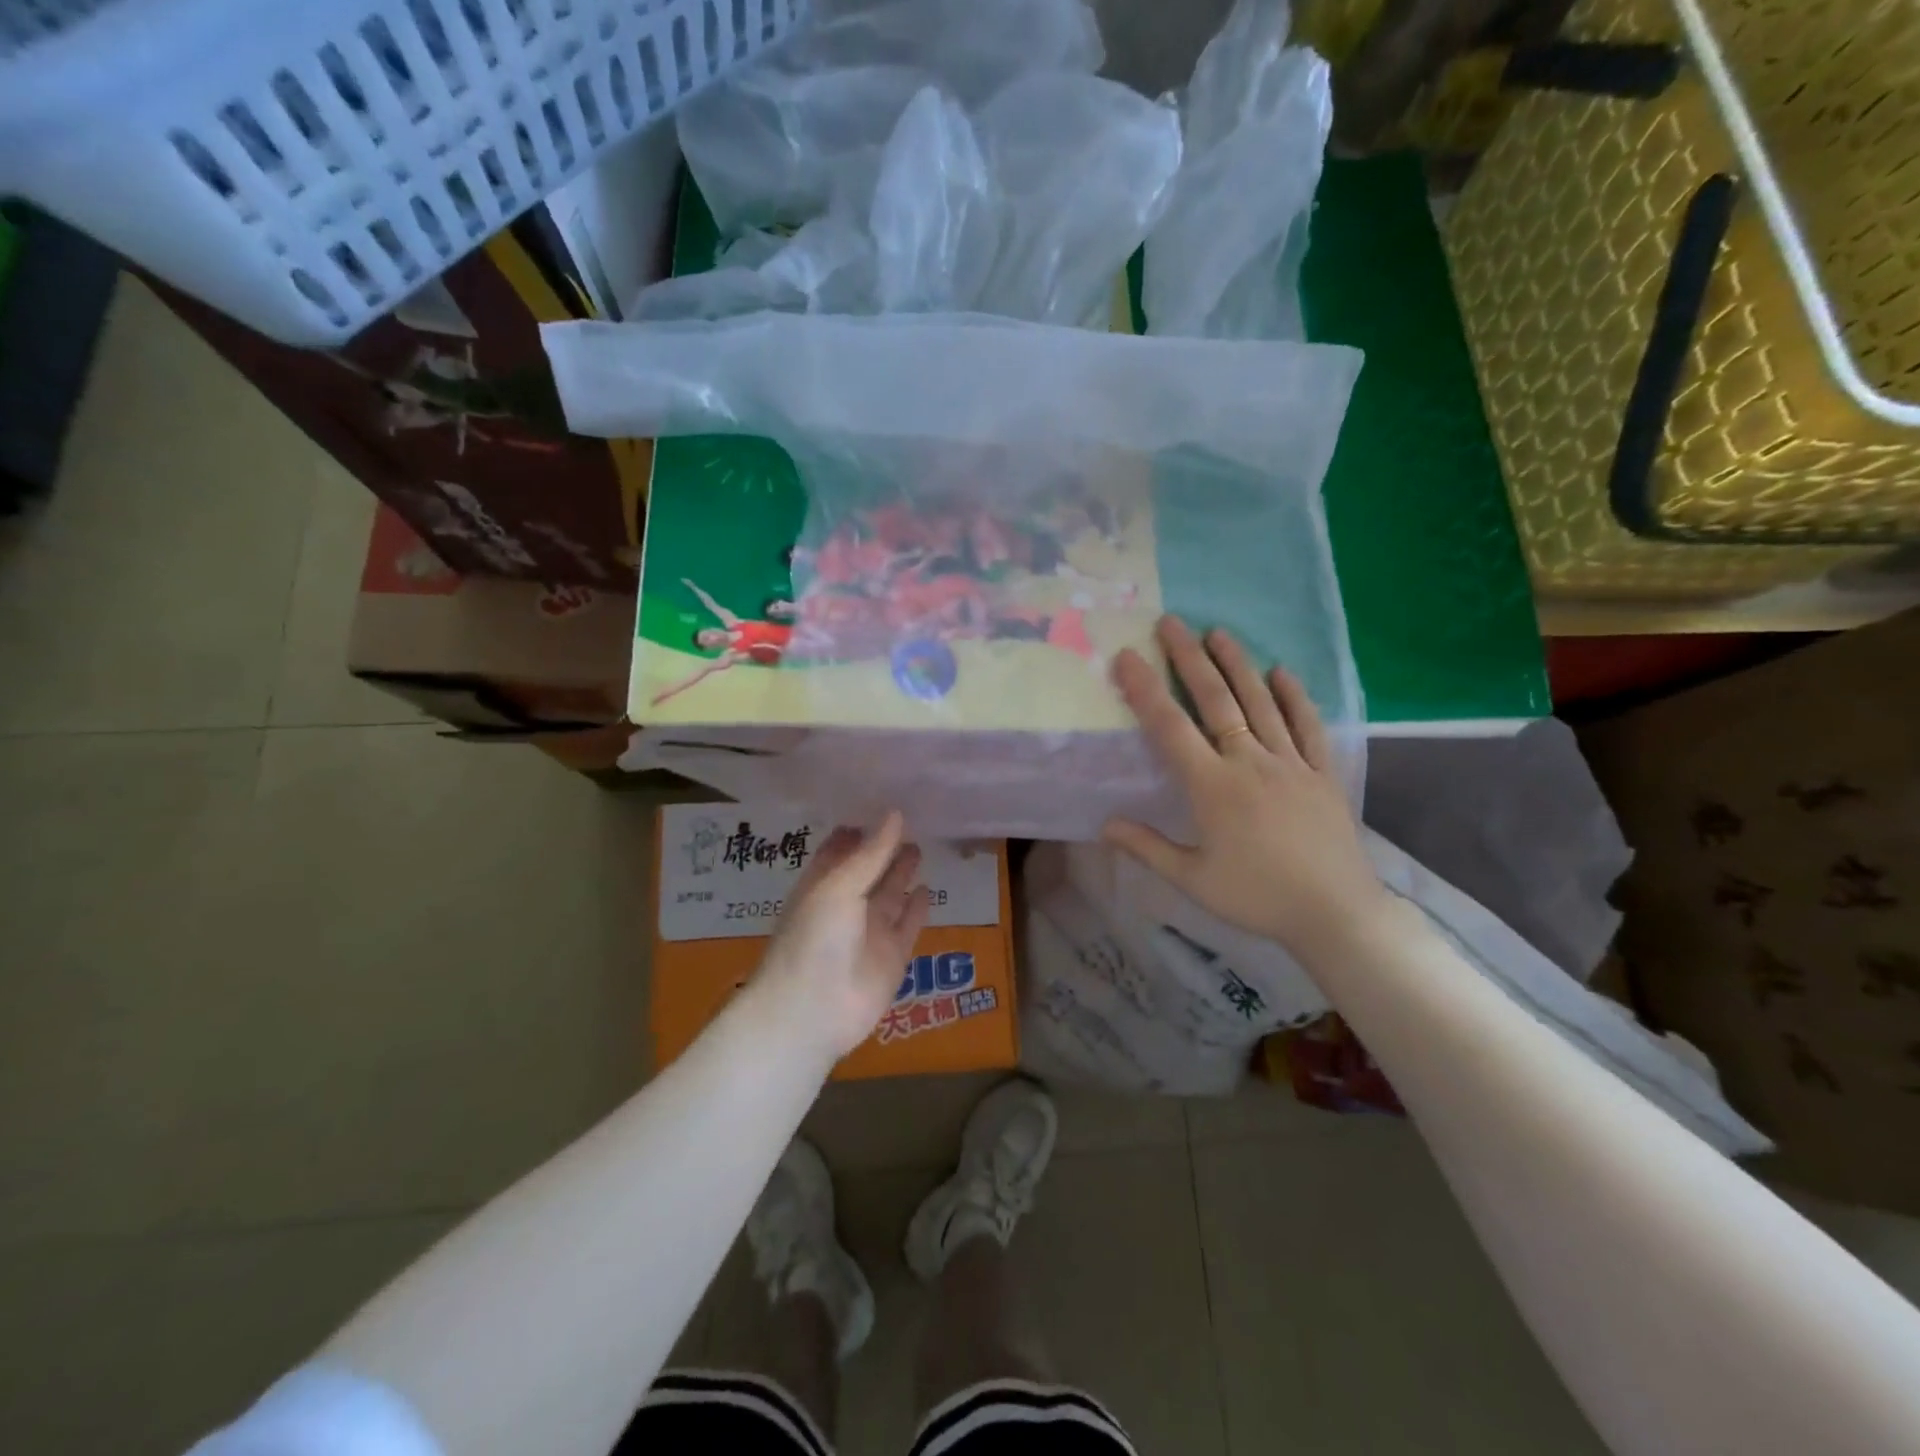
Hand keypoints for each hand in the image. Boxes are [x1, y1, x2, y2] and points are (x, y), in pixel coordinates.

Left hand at [752, 812, 930, 1059]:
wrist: (814, 1011)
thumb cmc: (816, 938)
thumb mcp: (840, 886)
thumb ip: (871, 853)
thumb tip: (896, 813)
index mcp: (821, 886)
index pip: (840, 851)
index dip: (859, 830)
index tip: (881, 804)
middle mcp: (845, 906)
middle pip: (869, 870)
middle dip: (884, 848)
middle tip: (910, 819)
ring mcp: (869, 932)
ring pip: (890, 895)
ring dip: (902, 873)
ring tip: (920, 846)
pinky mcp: (892, 956)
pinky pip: (908, 926)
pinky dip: (917, 908)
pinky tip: (928, 889)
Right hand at [1104, 616, 1385, 962]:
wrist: (1335, 914)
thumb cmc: (1256, 897)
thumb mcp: (1192, 880)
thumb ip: (1147, 847)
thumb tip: (1104, 824)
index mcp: (1212, 787)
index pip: (1170, 728)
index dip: (1145, 690)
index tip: (1127, 657)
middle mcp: (1250, 762)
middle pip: (1216, 700)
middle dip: (1189, 658)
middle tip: (1171, 623)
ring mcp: (1291, 763)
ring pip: (1260, 702)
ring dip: (1237, 664)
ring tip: (1218, 632)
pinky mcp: (1323, 772)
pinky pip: (1308, 725)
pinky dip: (1295, 696)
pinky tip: (1282, 671)